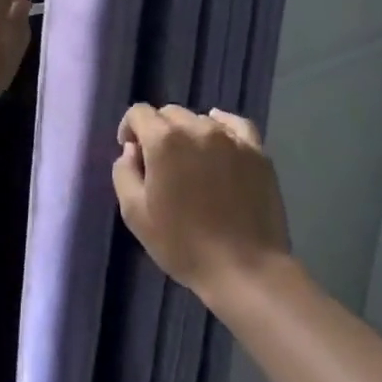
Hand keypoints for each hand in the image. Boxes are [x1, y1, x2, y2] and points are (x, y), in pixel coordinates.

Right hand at [112, 105, 289, 302]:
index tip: (131, 152)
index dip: (130, 129)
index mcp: (164, 141)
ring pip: (200, 119)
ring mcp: (231, 138)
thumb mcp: (135, 213)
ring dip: (188, 132)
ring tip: (190, 161)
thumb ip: (124, 172)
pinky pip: (236, 125)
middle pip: (170, 114)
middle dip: (158, 131)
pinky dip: (222, 126)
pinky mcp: (257, 152)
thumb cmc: (182, 244)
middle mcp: (198, 129)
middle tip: (159, 163)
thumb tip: (133, 150)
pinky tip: (218, 139)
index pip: (139, 113)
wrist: (244, 269)